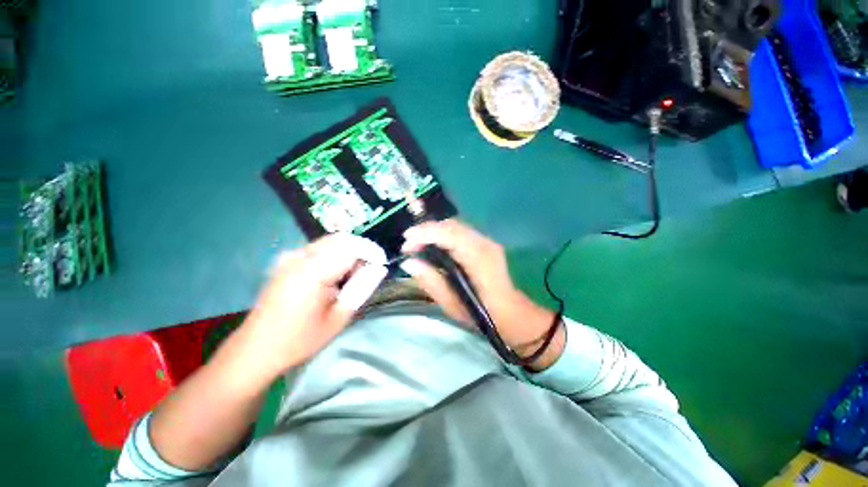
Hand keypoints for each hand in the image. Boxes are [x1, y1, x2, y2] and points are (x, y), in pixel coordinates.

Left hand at [236, 234, 386, 379]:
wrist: (257, 349)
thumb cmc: (300, 339)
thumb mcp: (339, 317)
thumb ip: (362, 288)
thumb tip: (379, 269)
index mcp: (312, 272)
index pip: (351, 247)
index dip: (372, 252)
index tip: (382, 264)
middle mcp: (300, 257)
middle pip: (341, 239)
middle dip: (361, 251)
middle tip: (367, 273)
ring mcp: (290, 256)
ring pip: (331, 241)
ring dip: (348, 252)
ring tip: (351, 277)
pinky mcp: (287, 260)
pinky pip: (319, 248)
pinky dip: (335, 255)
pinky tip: (334, 276)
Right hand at [401, 220, 563, 368]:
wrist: (513, 313)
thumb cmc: (484, 314)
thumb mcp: (453, 305)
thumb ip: (431, 281)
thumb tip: (409, 262)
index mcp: (479, 259)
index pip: (450, 234)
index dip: (425, 233)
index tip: (406, 241)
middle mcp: (485, 244)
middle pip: (452, 225)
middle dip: (426, 230)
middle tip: (409, 245)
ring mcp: (487, 241)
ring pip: (455, 226)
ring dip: (434, 231)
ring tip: (417, 244)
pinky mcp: (485, 243)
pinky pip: (460, 232)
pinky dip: (443, 235)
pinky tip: (433, 245)